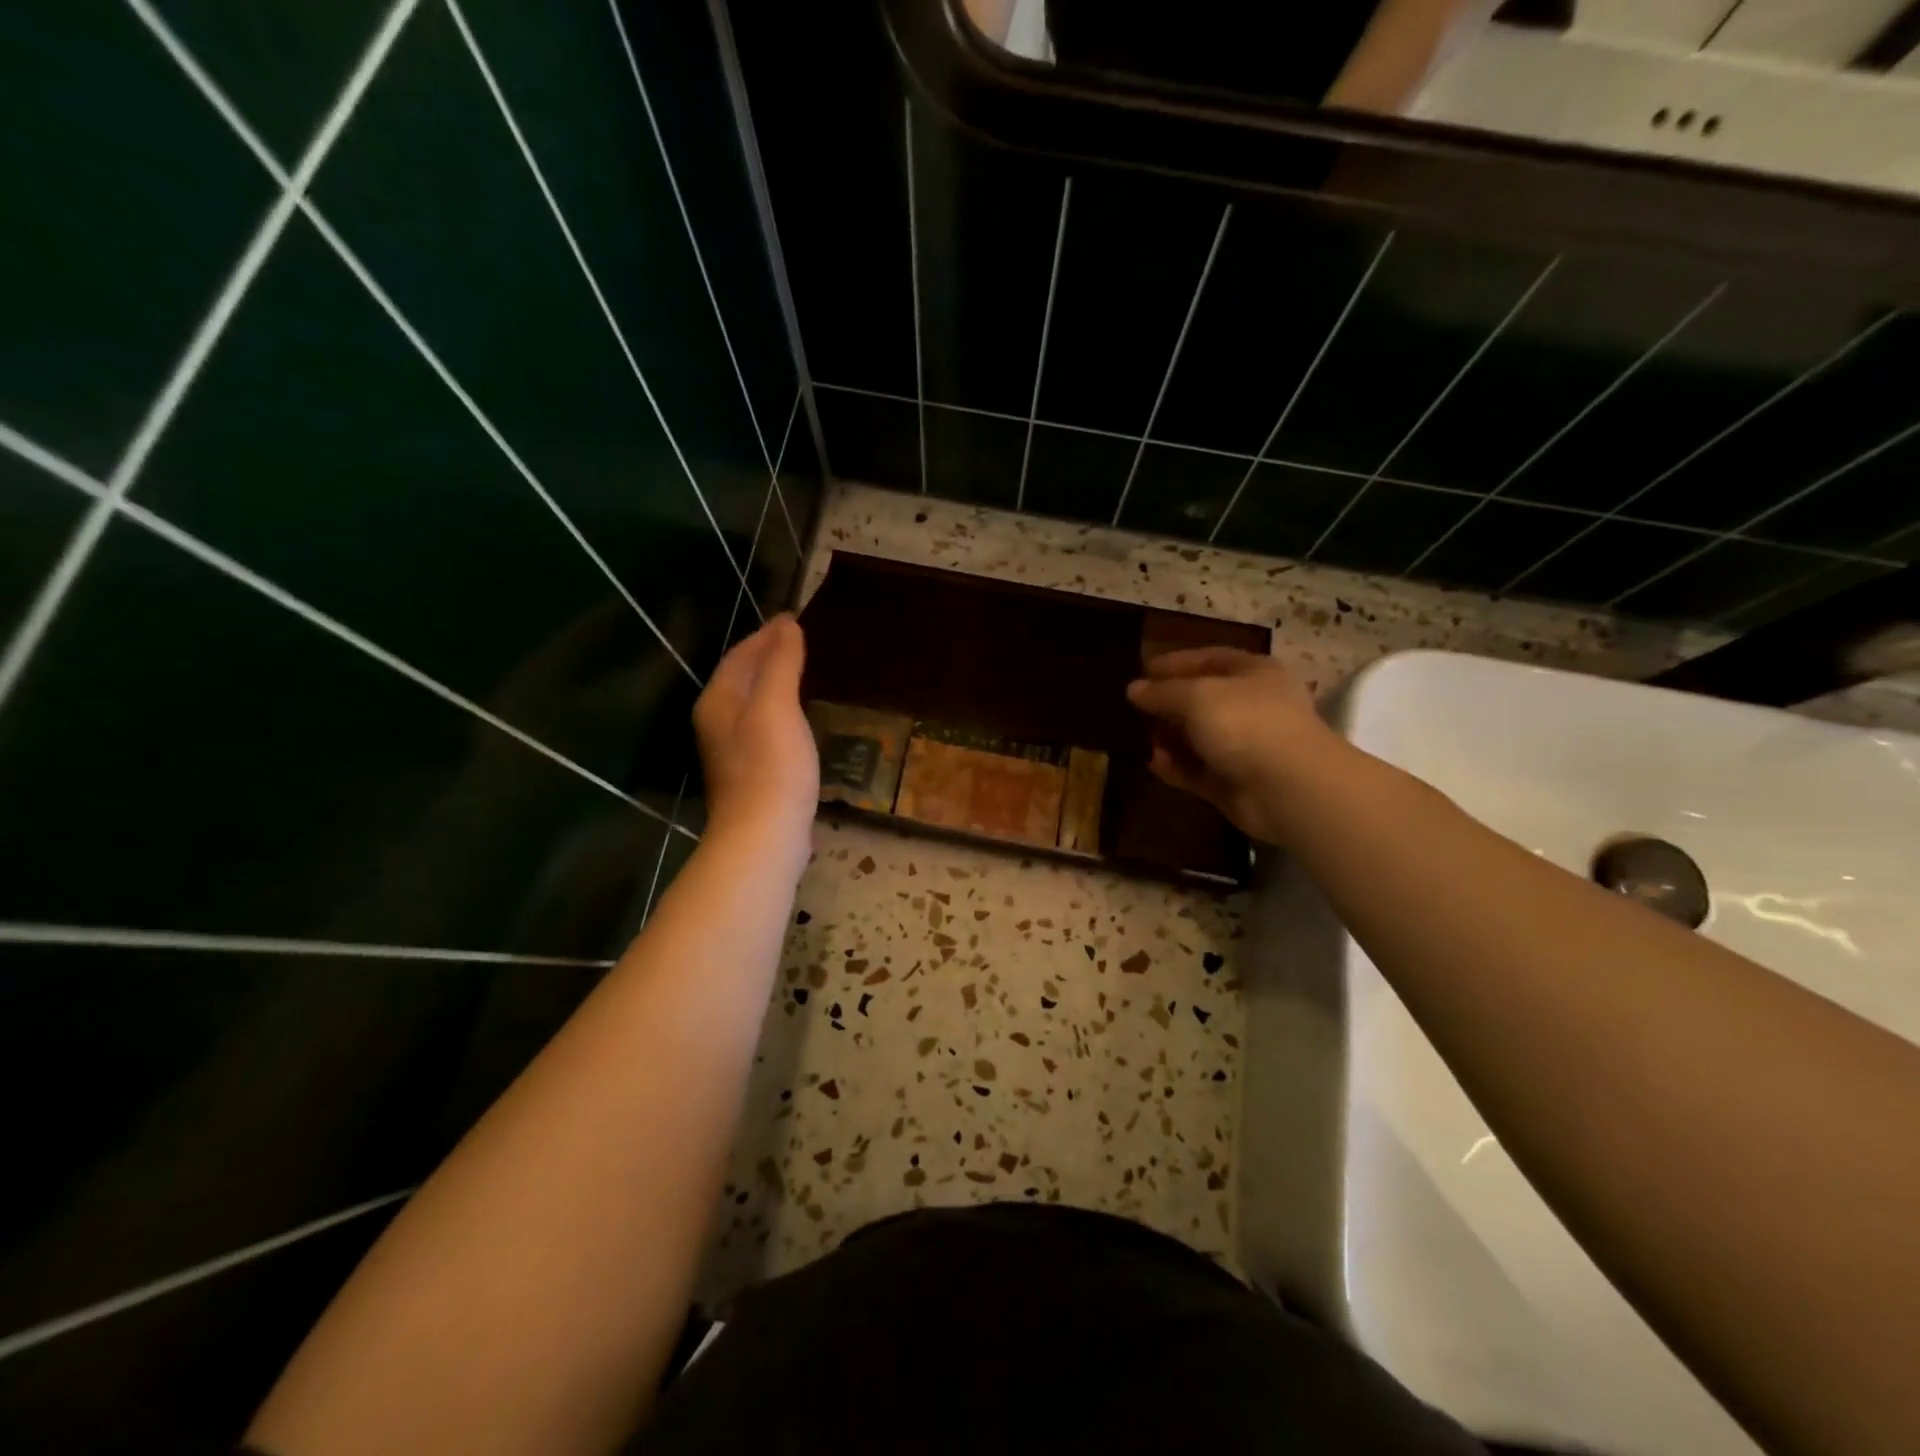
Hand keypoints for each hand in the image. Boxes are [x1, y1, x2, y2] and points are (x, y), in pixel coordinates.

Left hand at [692, 615, 818, 860]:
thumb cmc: (770, 766)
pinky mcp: (752, 772)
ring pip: (753, 702)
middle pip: (742, 677)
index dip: (765, 634)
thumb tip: (787, 626)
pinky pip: (766, 725)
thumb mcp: (777, 706)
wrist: (763, 836)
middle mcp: (717, 721)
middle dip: (767, 654)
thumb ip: (780, 663)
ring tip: (802, 669)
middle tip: (800, 639)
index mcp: (718, 700)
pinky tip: (800, 716)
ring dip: (774, 682)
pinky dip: (782, 710)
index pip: (740, 655)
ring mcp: (732, 750)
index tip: (793, 617)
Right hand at [1125, 647, 1335, 845]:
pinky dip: (1175, 766)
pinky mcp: (1233, 782)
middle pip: (1202, 700)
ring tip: (1135, 737)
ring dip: (1167, 738)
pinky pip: (1197, 770)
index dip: (1176, 662)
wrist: (1287, 787)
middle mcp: (1252, 707)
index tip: (1142, 670)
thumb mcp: (1196, 696)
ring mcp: (1244, 747)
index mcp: (1254, 673)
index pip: (1210, 659)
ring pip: (1197, 738)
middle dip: (1167, 704)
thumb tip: (1133, 689)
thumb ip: (1162, 692)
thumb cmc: (1246, 723)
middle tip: (1132, 709)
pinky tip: (1152, 763)